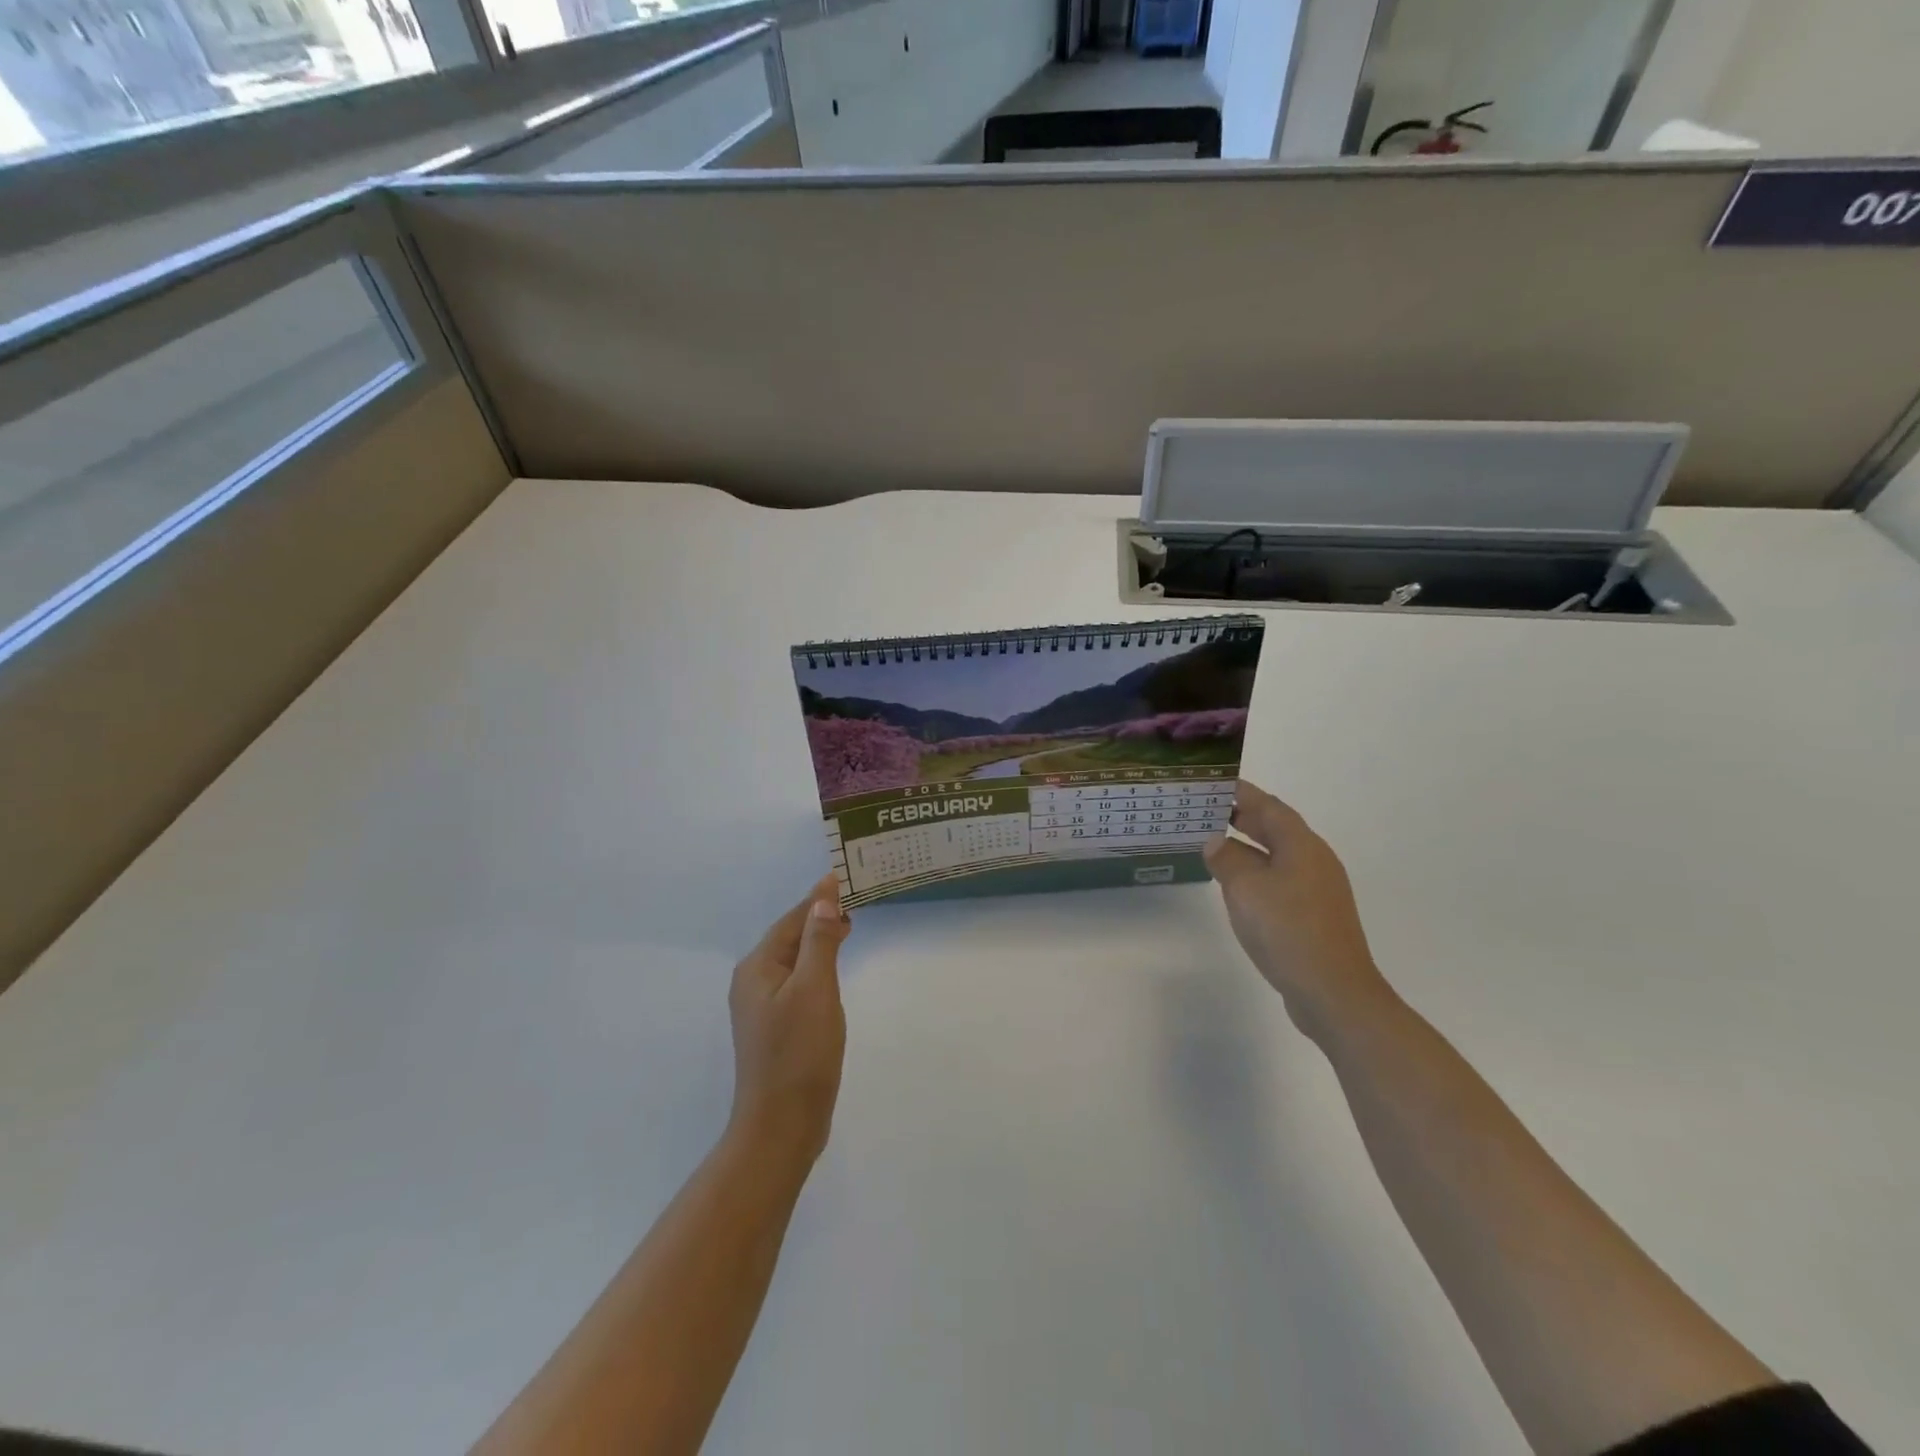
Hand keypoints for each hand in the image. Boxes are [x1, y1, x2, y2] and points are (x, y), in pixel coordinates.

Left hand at [726, 874, 850, 1165]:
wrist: (781, 1125)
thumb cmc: (799, 1053)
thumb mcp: (814, 989)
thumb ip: (819, 941)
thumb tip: (823, 899)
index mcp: (757, 967)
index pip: (793, 919)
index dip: (820, 898)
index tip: (847, 876)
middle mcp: (753, 981)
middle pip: (790, 936)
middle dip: (820, 915)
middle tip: (857, 898)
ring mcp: (762, 1006)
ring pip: (795, 959)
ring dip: (820, 939)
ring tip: (850, 924)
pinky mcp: (776, 1026)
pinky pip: (798, 981)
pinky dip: (817, 965)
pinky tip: (833, 968)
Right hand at [1203, 780, 1391, 1039]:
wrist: (1333, 992)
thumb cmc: (1287, 930)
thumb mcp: (1245, 888)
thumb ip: (1227, 859)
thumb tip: (1216, 842)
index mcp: (1302, 846)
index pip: (1269, 807)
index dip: (1242, 793)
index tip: (1214, 784)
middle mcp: (1314, 862)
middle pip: (1276, 829)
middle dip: (1243, 817)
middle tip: (1207, 811)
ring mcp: (1317, 891)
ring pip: (1277, 857)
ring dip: (1247, 847)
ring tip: (1213, 846)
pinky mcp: (1314, 917)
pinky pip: (1279, 881)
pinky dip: (1255, 874)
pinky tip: (1236, 888)